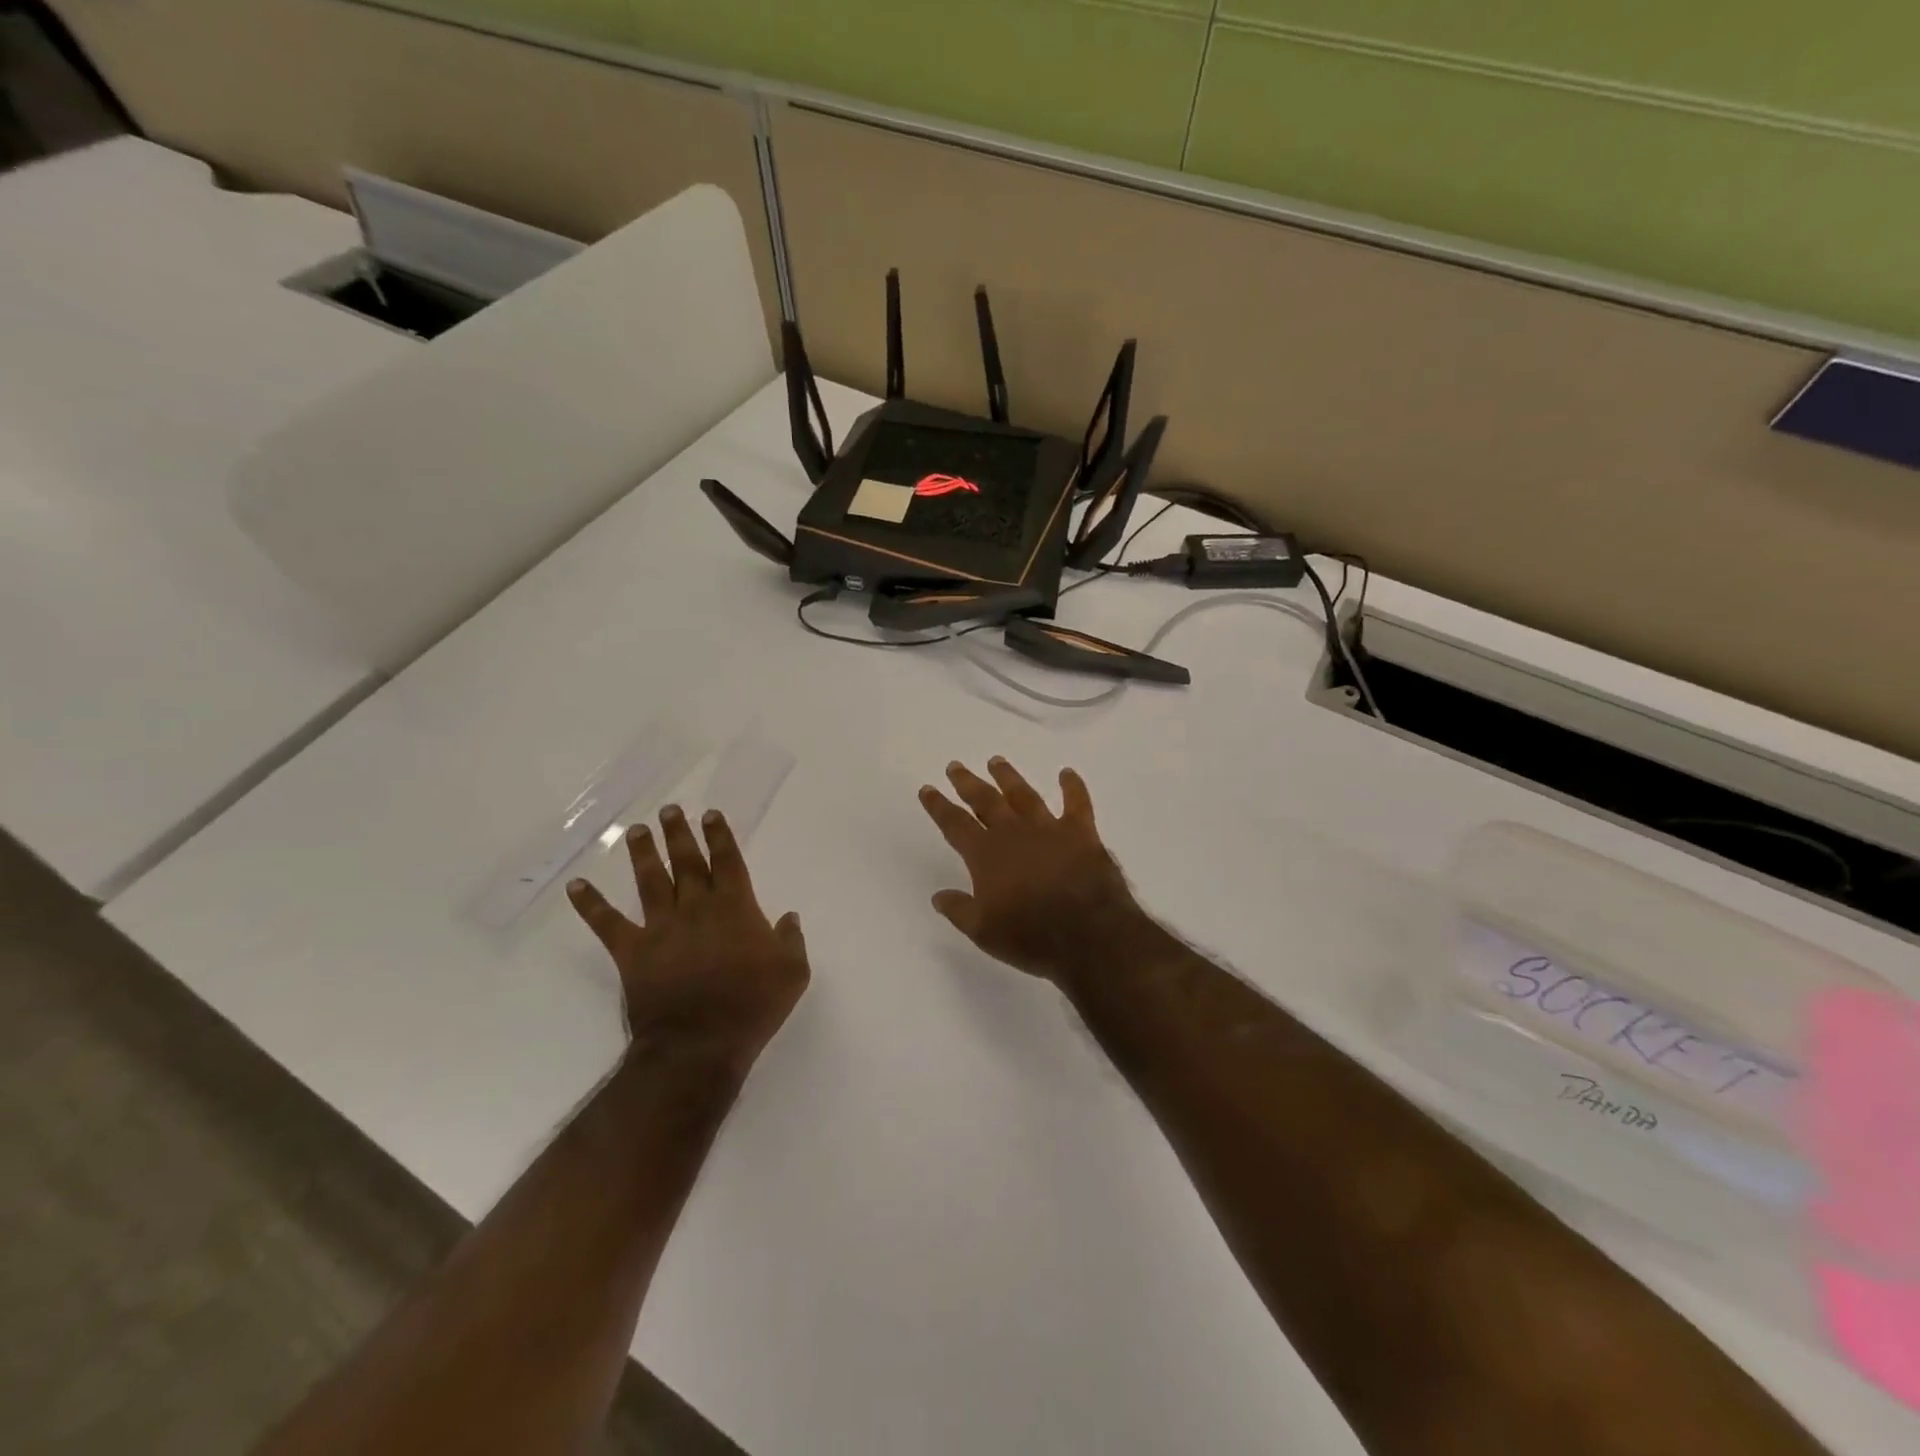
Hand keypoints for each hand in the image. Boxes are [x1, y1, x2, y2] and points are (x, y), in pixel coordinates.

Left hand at [568, 805, 808, 1078]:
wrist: (699, 1044)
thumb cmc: (752, 1006)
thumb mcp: (793, 973)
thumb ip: (791, 940)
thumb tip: (788, 916)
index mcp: (735, 908)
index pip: (727, 862)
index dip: (720, 836)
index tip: (710, 814)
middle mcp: (697, 908)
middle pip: (687, 862)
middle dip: (679, 834)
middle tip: (669, 810)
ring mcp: (661, 928)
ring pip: (651, 881)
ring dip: (643, 854)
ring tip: (635, 831)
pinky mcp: (633, 952)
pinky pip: (607, 923)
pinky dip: (590, 904)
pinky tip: (576, 886)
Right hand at [918, 758, 1145, 983]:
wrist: (1088, 935)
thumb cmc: (1030, 936)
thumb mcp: (983, 932)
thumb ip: (959, 910)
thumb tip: (938, 896)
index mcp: (986, 854)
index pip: (955, 824)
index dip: (939, 806)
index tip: (928, 788)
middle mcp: (1013, 833)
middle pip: (985, 800)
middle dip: (968, 783)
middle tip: (956, 766)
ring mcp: (1048, 828)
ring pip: (1023, 794)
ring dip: (1008, 777)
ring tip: (996, 761)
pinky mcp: (1081, 833)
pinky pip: (1077, 803)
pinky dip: (1072, 786)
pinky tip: (1067, 772)